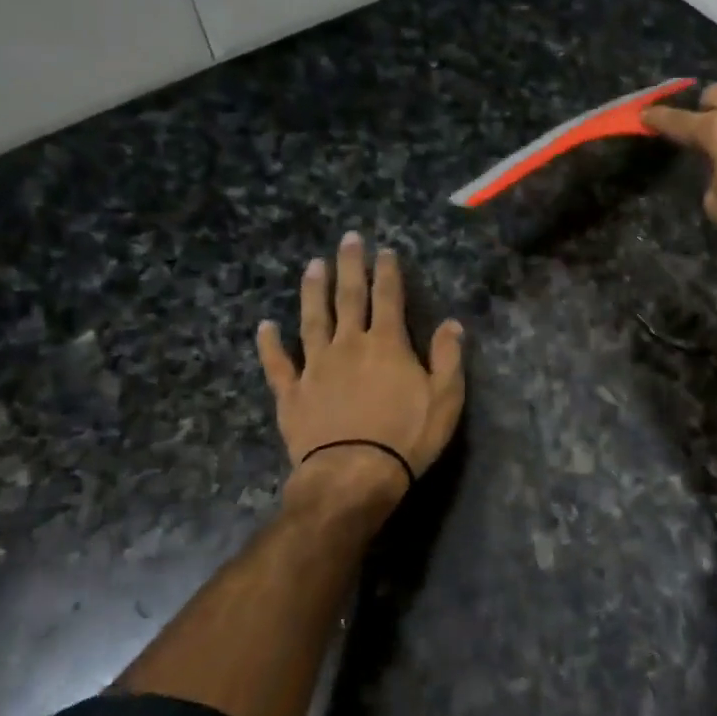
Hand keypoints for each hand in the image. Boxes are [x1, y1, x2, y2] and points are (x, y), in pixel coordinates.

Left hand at [255, 233, 465, 517]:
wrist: (353, 475)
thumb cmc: (406, 437)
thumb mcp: (445, 398)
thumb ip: (448, 357)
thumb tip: (452, 323)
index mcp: (387, 344)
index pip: (389, 298)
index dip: (388, 272)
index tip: (385, 250)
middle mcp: (349, 345)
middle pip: (349, 297)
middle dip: (350, 266)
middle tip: (347, 239)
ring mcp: (316, 367)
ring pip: (312, 319)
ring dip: (313, 291)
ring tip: (312, 266)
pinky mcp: (292, 393)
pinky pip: (278, 363)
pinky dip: (270, 343)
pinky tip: (265, 325)